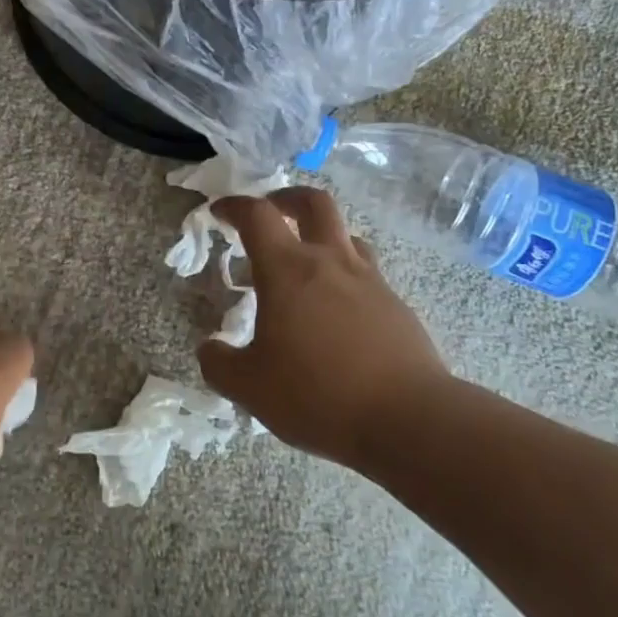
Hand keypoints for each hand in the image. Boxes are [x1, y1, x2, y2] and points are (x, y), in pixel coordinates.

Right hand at [199, 188, 468, 472]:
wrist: (407, 418)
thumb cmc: (318, 394)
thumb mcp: (250, 388)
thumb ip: (220, 364)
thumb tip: (210, 348)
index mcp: (288, 270)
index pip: (257, 215)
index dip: (235, 206)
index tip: (220, 212)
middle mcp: (330, 262)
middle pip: (313, 203)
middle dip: (287, 198)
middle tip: (271, 211)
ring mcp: (369, 281)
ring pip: (345, 235)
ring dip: (321, 236)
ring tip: (305, 264)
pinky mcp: (395, 305)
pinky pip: (366, 273)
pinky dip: (344, 276)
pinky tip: (336, 312)